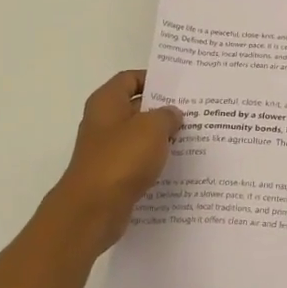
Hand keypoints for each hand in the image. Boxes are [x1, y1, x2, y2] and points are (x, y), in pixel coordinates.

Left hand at [46, 70, 183, 255]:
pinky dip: (154, 161)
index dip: (154, 79)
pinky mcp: (112, 175)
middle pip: (136, 107)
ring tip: (192, 138)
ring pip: (138, 136)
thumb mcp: (152, 128)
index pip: (130, 78)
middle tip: (193, 111)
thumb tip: (173, 114)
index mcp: (106, 102)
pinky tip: (177, 165)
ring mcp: (106, 150)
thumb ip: (167, 115)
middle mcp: (103, 122)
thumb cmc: (121, 159)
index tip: (179, 87)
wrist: (93, 209)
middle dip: (162, 109)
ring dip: (161, 137)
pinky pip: (137, 161)